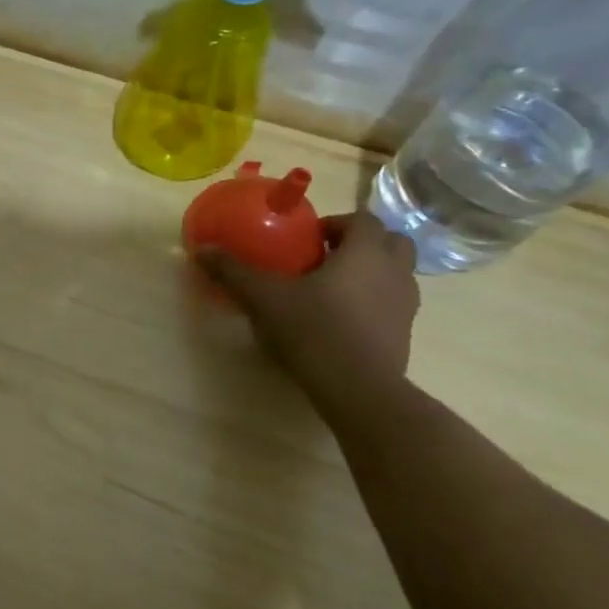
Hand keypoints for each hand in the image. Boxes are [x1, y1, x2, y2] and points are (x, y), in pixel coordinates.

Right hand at [194, 209, 419, 394]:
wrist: (357, 389)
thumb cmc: (312, 330)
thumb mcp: (263, 298)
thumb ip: (233, 271)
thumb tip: (202, 249)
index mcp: (365, 253)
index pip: (362, 220)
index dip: (336, 223)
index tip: (308, 238)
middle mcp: (394, 272)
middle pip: (391, 242)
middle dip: (362, 243)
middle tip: (325, 257)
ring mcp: (405, 305)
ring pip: (396, 274)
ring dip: (370, 272)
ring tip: (332, 289)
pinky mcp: (404, 335)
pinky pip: (392, 304)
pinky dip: (373, 302)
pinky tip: (340, 320)